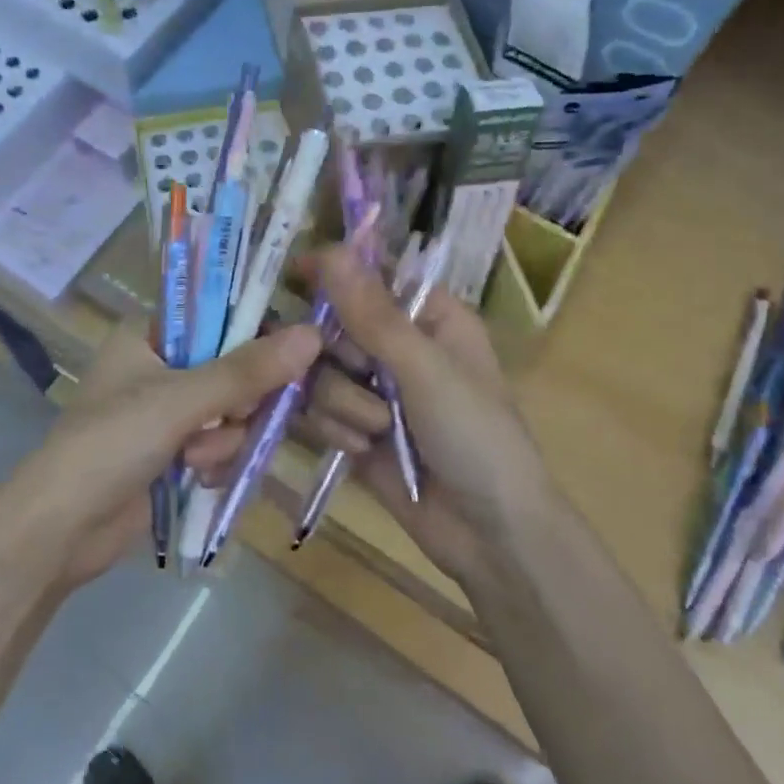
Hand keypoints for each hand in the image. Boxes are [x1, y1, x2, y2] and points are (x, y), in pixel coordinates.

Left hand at [13, 318, 323, 584]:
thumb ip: (246, 372)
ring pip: (231, 412)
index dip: (251, 336)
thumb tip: (312, 336)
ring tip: (192, 457)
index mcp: (149, 336)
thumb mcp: (180, 400)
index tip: (276, 362)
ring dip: (222, 439)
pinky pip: (220, 444)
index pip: (218, 316)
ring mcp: (166, 413)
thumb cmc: (112, 443)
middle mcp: (159, 367)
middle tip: (228, 418)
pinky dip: (215, 460)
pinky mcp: (173, 452)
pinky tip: (197, 475)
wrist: (62, 528)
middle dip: (236, 403)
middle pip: (232, 368)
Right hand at [299, 247, 554, 583]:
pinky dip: (337, 431)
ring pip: (320, 373)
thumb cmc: (475, 436)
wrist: (489, 534)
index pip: (371, 275)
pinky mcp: (356, 429)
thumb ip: (373, 314)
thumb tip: (331, 250)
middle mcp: (399, 347)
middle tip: (364, 374)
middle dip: (341, 357)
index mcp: (430, 317)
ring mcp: (375, 390)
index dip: (334, 272)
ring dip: (343, 404)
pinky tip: (364, 451)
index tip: (294, 273)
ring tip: (378, 431)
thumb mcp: (426, 369)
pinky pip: (318, 412)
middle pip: (333, 325)